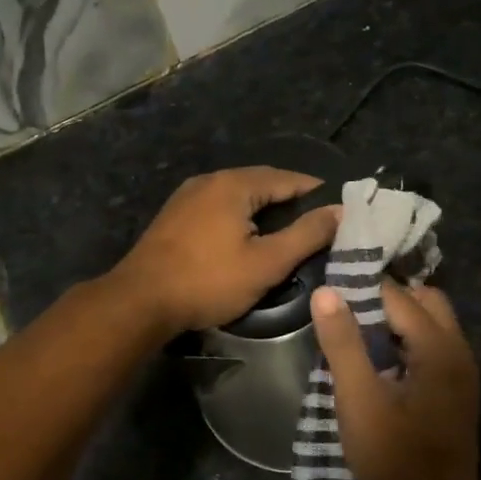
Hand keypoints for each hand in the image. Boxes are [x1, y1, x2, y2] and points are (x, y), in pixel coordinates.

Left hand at [109, 167, 341, 334]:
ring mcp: (187, 196)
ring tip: (287, 230)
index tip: (338, 208)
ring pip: (237, 195)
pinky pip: (218, 206)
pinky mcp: (174, 216)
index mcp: (234, 184)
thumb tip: (340, 211)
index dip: (315, 191)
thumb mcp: (267, 262)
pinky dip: (240, 215)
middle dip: (290, 199)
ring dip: (264, 208)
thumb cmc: (208, 281)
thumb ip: (306, 235)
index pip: (287, 178)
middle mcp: (209, 180)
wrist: (140, 301)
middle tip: (317, 222)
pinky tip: (247, 236)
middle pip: (261, 182)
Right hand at [311, 281, 480, 479]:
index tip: (330, 283)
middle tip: (345, 307)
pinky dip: (406, 340)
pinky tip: (377, 360)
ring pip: (431, 323)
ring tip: (354, 330)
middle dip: (387, 297)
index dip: (364, 287)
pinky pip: (432, 347)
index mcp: (439, 348)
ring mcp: (461, 373)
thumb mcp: (358, 398)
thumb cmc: (392, 458)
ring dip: (397, 319)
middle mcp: (458, 351)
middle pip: (425, 301)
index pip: (400, 296)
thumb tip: (326, 292)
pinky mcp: (455, 391)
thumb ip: (343, 343)